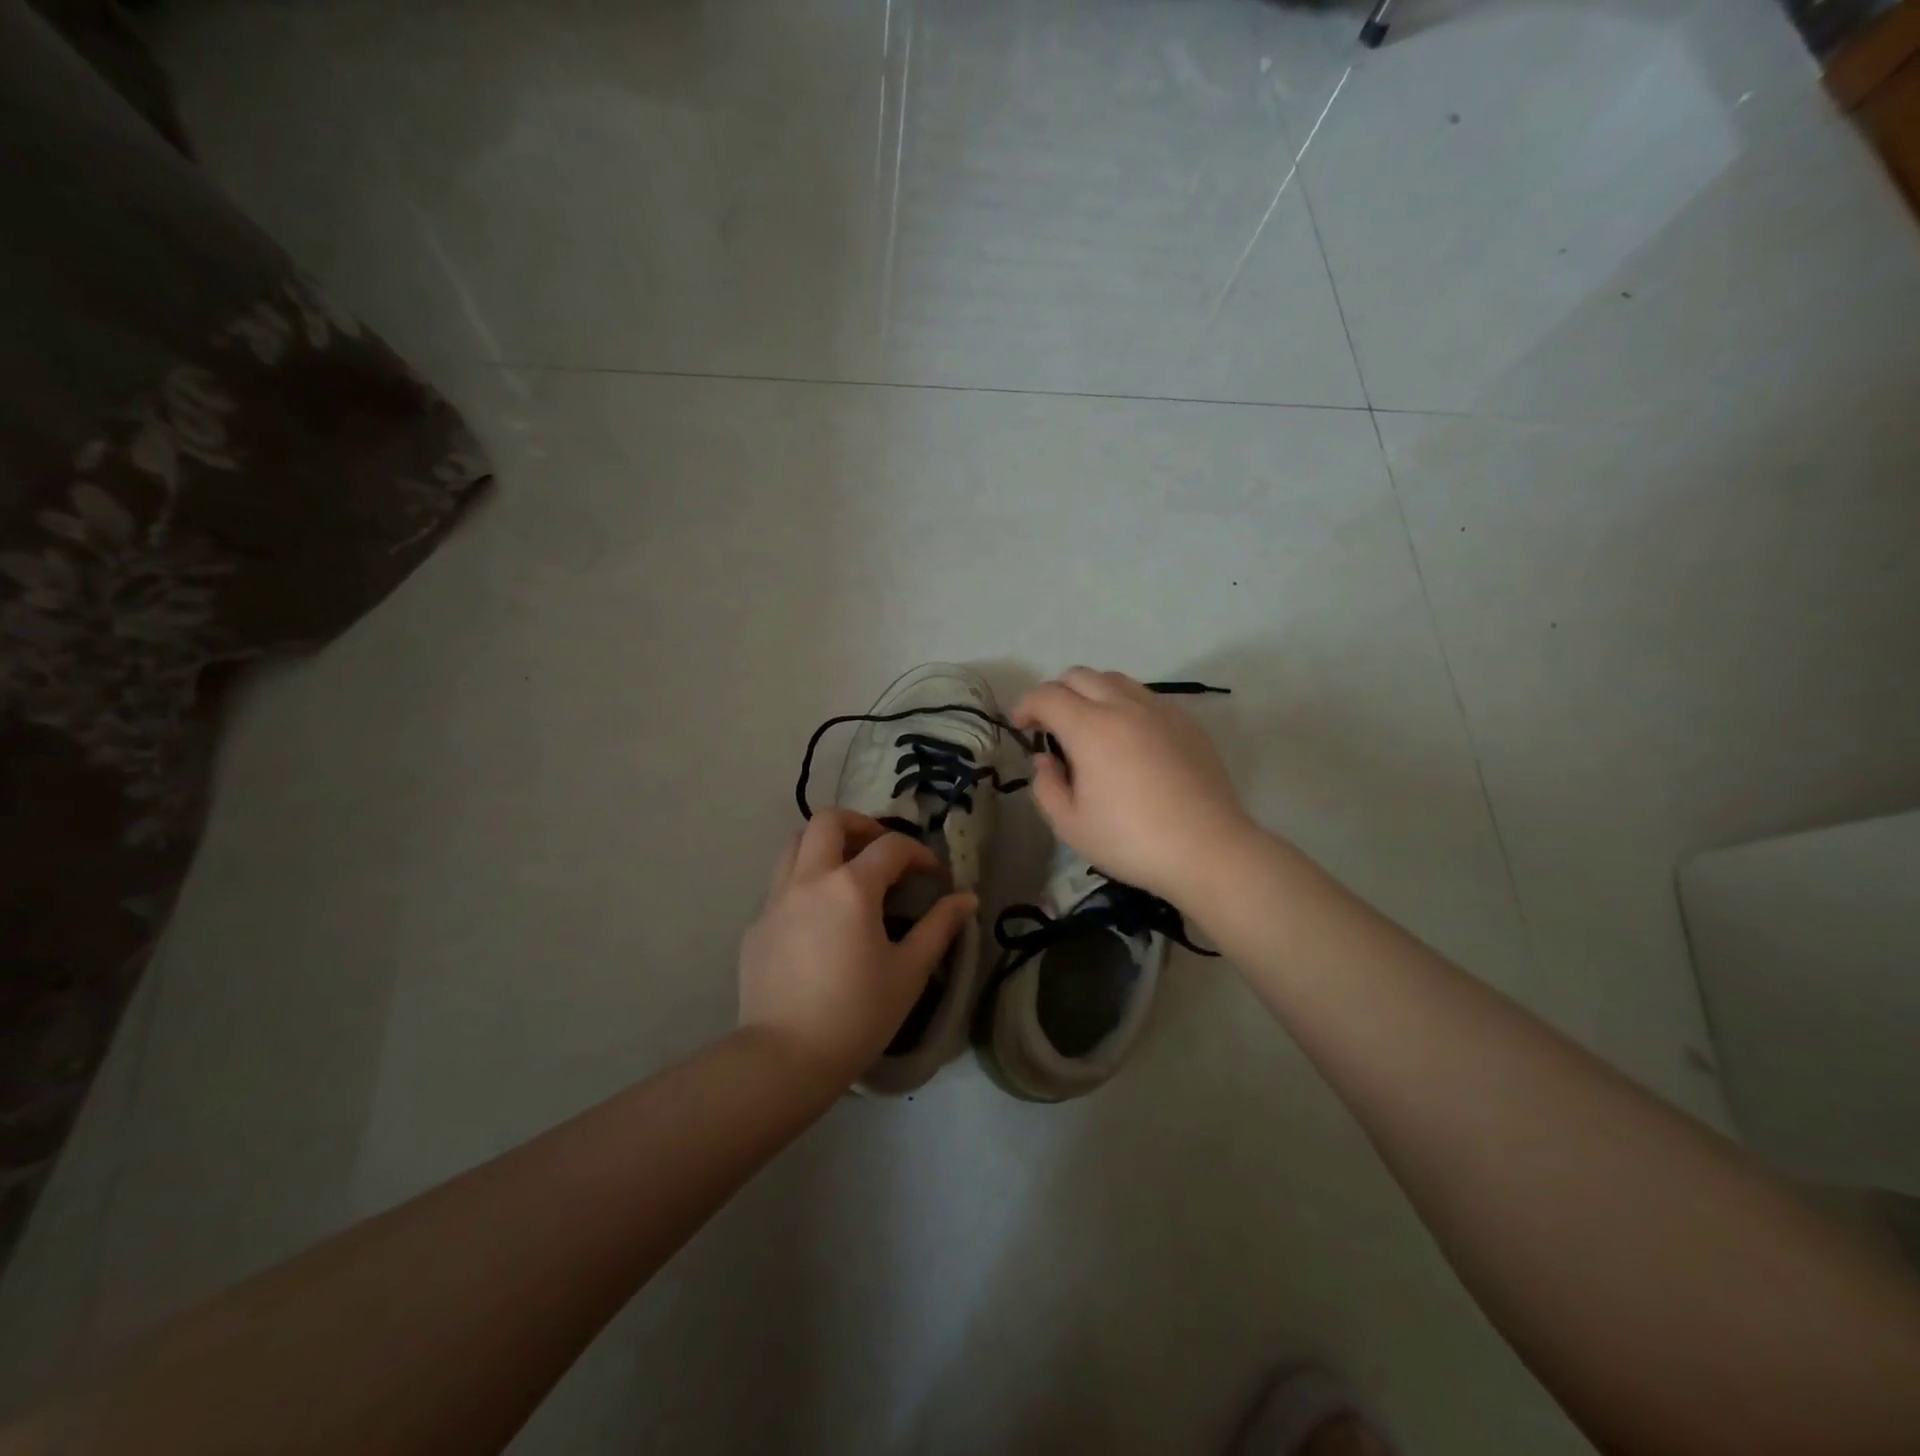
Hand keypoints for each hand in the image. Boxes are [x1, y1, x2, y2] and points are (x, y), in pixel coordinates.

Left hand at [738, 809, 976, 1084]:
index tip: (933, 875)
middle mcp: (809, 880)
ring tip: (848, 870)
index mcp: (851, 887)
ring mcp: (775, 900)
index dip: (918, 853)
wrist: (785, 1058)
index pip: (890, 846)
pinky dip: (805, 881)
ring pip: (795, 844)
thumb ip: (940, 927)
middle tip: (881, 849)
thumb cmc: (857, 1014)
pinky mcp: (756, 925)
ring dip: (825, 844)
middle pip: (828, 821)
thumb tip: (967, 899)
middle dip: (860, 824)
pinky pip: (780, 884)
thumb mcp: (909, 971)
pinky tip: (820, 917)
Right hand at [1011, 668, 1256, 903]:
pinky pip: (1145, 697)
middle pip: (1079, 675)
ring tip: (1089, 728)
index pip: (1047, 695)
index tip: (1020, 727)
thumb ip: (1046, 786)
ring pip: (1114, 680)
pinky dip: (1124, 705)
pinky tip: (1128, 740)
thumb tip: (1045, 760)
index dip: (1025, 706)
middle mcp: (1124, 707)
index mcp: (1091, 728)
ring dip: (1091, 694)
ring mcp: (1160, 710)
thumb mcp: (1070, 825)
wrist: (1208, 850)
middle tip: (1051, 727)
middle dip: (1055, 694)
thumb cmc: (1131, 842)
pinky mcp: (1186, 722)